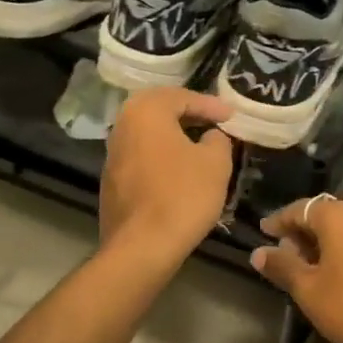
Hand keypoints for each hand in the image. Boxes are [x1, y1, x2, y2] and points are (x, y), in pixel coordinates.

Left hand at [98, 88, 235, 263]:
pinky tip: (179, 169)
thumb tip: (211, 136)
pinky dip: (161, 155)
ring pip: (147, 134)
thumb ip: (218, 139)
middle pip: (158, 110)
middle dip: (187, 113)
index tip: (232, 115)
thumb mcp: (216, 163)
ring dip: (173, 135)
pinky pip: (141, 156)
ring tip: (199, 143)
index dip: (211, 105)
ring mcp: (112, 155)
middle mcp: (122, 126)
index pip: (182, 97)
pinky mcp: (111, 181)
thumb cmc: (183, 195)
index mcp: (145, 112)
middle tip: (213, 121)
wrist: (143, 246)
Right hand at [252, 197, 342, 342]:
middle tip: (284, 253)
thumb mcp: (308, 289)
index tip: (264, 232)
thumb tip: (258, 253)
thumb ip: (282, 266)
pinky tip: (339, 275)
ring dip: (324, 243)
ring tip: (309, 267)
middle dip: (302, 232)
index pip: (300, 208)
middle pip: (325, 215)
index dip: (279, 220)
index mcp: (338, 217)